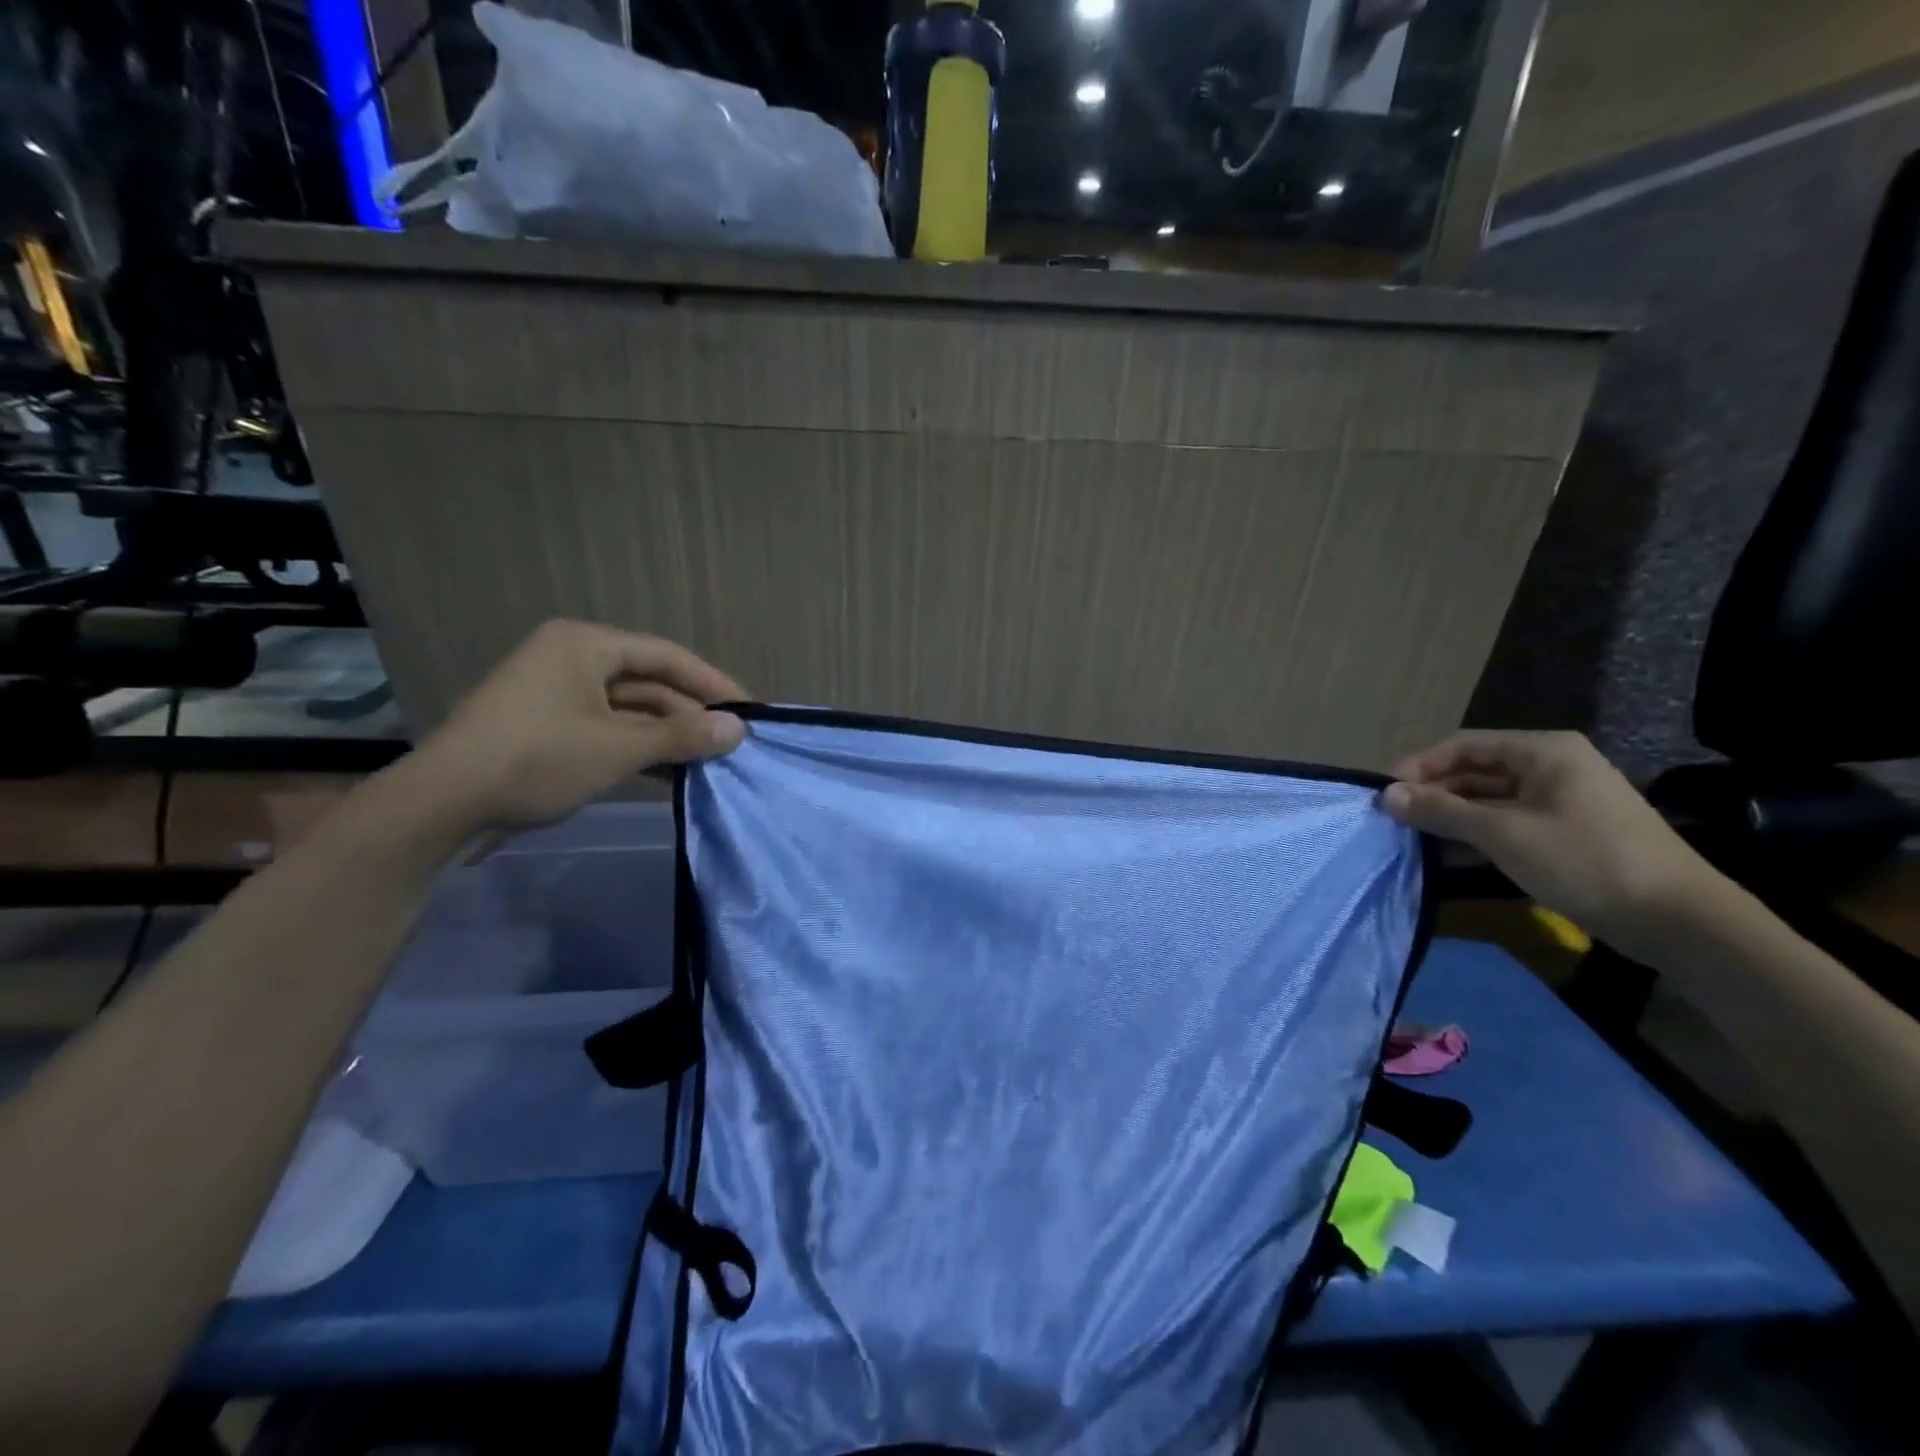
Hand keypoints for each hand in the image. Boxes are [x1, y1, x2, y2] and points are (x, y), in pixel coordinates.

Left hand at [417, 620, 746, 830]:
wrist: (443, 803)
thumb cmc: (537, 758)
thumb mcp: (618, 747)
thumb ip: (683, 736)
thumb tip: (740, 730)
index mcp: (586, 645)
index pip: (667, 656)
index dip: (713, 684)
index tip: (749, 711)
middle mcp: (573, 659)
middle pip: (650, 683)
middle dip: (691, 715)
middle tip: (731, 743)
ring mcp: (558, 695)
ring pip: (631, 710)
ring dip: (669, 736)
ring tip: (710, 761)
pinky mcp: (550, 727)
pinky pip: (610, 729)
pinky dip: (640, 749)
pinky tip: (673, 774)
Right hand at [1382, 730, 1725, 964]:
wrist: (1679, 921)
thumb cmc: (1586, 861)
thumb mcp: (1504, 834)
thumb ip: (1441, 811)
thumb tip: (1387, 795)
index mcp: (1543, 752)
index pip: (1462, 745)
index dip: (1418, 766)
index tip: (1384, 794)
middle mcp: (1552, 767)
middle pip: (1474, 771)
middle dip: (1432, 793)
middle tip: (1393, 820)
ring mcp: (1561, 801)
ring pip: (1489, 800)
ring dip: (1450, 817)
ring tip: (1411, 838)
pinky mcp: (1566, 833)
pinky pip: (1507, 824)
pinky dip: (1476, 835)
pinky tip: (1447, 855)